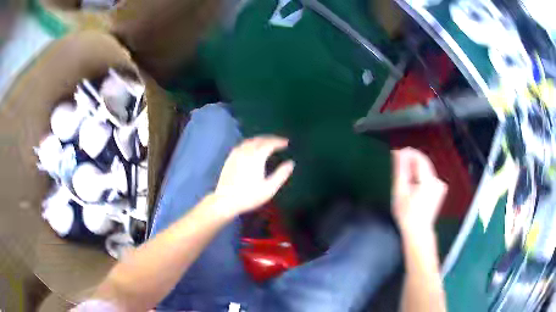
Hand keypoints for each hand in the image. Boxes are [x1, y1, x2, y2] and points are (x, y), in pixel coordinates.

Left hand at [214, 136, 294, 216]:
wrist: (225, 201)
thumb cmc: (249, 196)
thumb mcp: (269, 188)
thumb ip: (281, 174)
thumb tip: (291, 163)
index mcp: (256, 157)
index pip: (269, 143)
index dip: (279, 141)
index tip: (286, 142)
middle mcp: (246, 152)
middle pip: (259, 140)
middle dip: (270, 138)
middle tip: (279, 141)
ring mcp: (236, 154)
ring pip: (249, 141)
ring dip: (260, 139)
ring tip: (267, 143)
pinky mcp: (229, 159)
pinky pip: (241, 145)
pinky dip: (250, 143)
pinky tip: (251, 148)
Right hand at [392, 148, 446, 234]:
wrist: (418, 232)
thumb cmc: (407, 214)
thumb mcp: (400, 191)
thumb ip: (401, 170)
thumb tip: (399, 153)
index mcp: (429, 181)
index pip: (419, 157)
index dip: (407, 153)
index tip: (395, 153)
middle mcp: (437, 181)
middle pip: (423, 162)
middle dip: (410, 160)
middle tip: (396, 163)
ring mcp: (440, 185)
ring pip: (425, 169)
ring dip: (414, 168)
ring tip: (403, 176)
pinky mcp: (439, 189)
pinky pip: (428, 176)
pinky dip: (419, 175)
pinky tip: (411, 184)